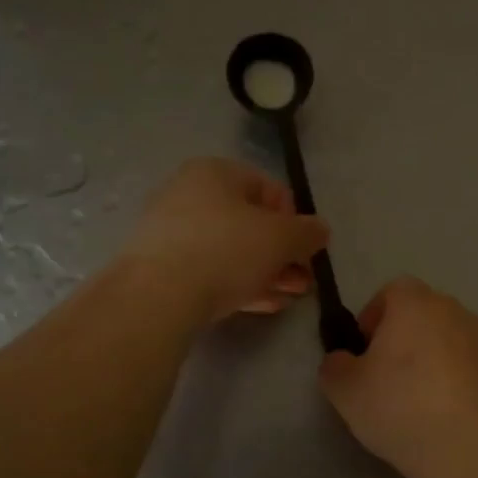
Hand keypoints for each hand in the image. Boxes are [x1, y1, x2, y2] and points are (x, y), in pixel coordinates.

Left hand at [125, 158, 329, 322]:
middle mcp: (189, 194)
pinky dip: (238, 284)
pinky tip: (260, 305)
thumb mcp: (280, 238)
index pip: (269, 190)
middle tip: (302, 282)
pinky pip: (210, 270)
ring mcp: (171, 232)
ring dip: (265, 273)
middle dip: (282, 254)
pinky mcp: (161, 267)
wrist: (158, 296)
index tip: (305, 251)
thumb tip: (320, 230)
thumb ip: (307, 232)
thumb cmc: (225, 251)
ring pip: (231, 250)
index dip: (295, 221)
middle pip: (250, 224)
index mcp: (215, 172)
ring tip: (287, 298)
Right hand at [318, 277, 477, 472]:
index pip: (391, 292)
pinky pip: (468, 366)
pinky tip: (443, 415)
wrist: (470, 446)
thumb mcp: (344, 389)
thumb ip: (335, 365)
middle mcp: (453, 310)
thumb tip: (343, 360)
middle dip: (403, 338)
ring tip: (417, 400)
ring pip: (447, 340)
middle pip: (422, 314)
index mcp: (415, 303)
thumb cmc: (399, 406)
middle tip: (386, 377)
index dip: (373, 317)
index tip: (364, 352)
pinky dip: (454, 380)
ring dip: (431, 359)